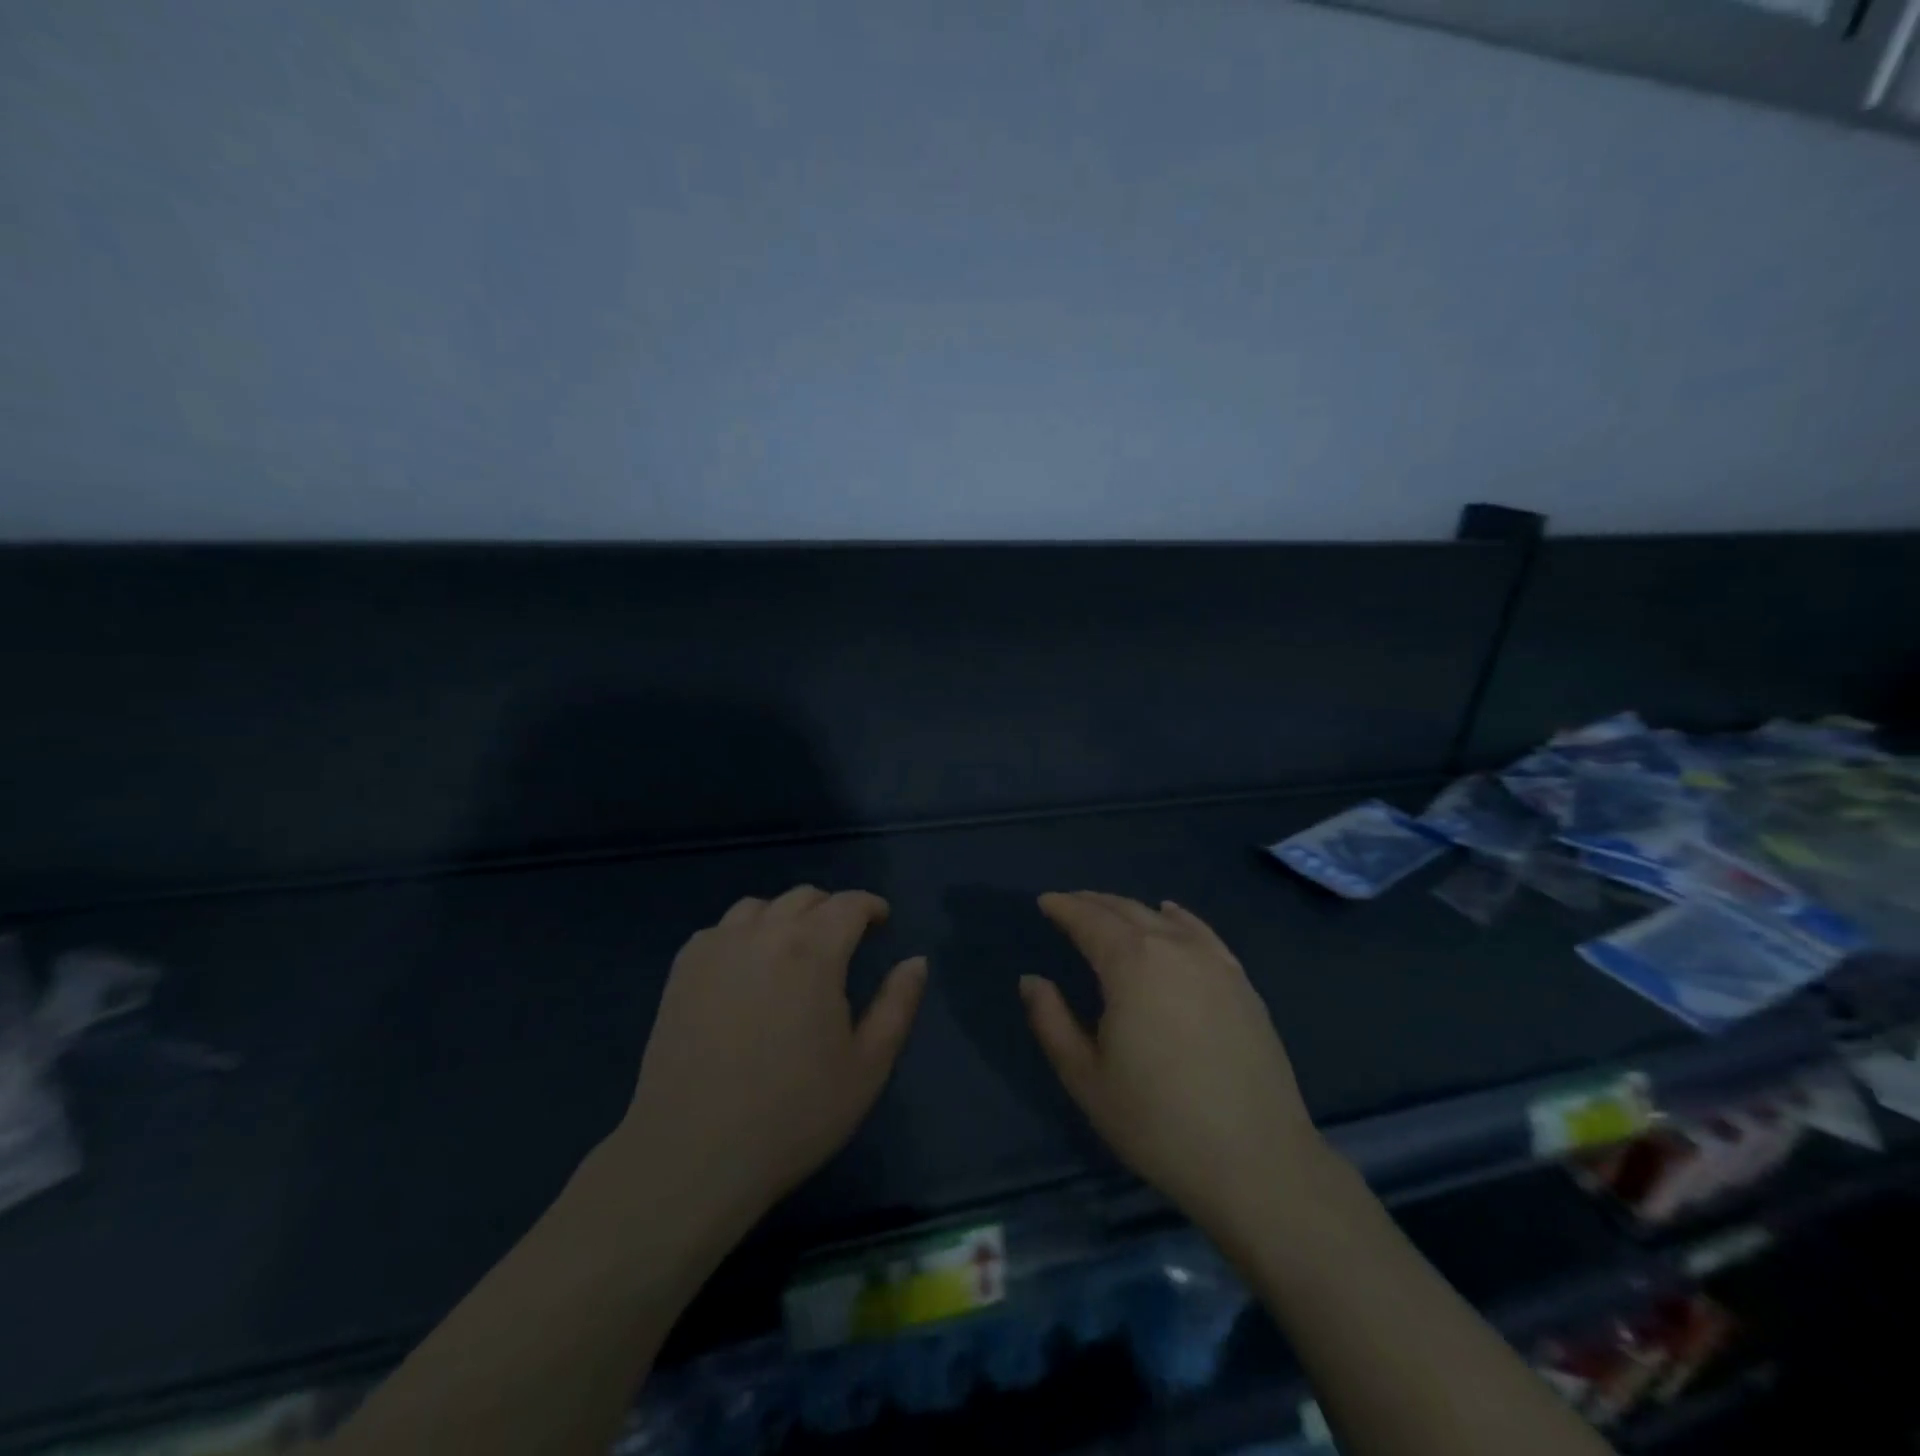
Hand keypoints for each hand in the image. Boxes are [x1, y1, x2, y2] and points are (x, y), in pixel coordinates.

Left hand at [610, 887, 926, 1235]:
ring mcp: (716, 948)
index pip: (849, 904)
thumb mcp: (868, 1066)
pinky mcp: (682, 970)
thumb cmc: (793, 1114)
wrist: (692, 1155)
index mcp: (813, 950)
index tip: (882, 921)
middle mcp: (763, 933)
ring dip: (786, 917)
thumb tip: (916, 961)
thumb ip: (898, 1004)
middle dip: (832, 909)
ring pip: (760, 907)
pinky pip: (720, 930)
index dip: (871, 906)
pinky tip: (746, 969)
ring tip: (793, 950)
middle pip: (804, 897)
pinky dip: (743, 934)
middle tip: (844, 940)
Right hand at [1022, 892, 1327, 1238]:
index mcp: (1131, 964)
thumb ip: (1051, 1021)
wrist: (1257, 1161)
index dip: (1064, 908)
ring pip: (1162, 918)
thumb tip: (1031, 980)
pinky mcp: (1241, 982)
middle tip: (1069, 904)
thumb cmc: (1158, 1122)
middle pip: (1125, 910)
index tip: (1045, 902)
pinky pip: (1201, 932)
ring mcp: (1213, 962)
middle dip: (1092, 903)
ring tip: (1109, 912)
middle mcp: (1173, 948)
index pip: (1089, 920)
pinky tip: (1170, 915)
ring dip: (1129, 909)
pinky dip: (1177, 917)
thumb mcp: (1086, 1078)